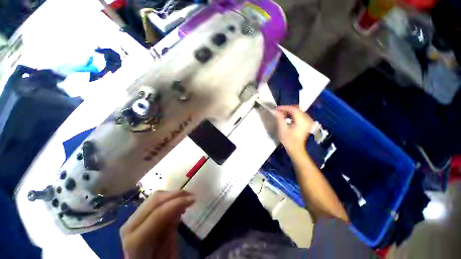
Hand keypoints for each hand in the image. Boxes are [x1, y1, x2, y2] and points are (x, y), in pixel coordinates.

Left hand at [120, 190, 194, 258]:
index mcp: (135, 241)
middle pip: (155, 201)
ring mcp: (131, 219)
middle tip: (192, 195)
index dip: (177, 203)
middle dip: (176, 195)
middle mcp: (130, 226)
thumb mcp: (167, 254)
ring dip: (172, 195)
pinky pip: (153, 200)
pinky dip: (167, 198)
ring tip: (186, 198)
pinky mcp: (136, 215)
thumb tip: (180, 209)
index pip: (158, 214)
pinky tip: (176, 202)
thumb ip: (171, 232)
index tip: (193, 199)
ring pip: (154, 197)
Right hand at [275, 105, 314, 153]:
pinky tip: (287, 117)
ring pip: (298, 111)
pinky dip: (293, 114)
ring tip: (281, 113)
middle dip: (287, 108)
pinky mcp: (306, 123)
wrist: (296, 149)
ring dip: (290, 111)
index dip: (284, 107)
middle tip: (278, 111)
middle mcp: (307, 119)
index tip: (276, 108)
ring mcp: (308, 121)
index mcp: (302, 121)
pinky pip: (300, 114)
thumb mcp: (282, 129)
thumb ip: (280, 118)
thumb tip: (277, 111)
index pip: (293, 109)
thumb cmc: (288, 140)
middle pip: (297, 109)